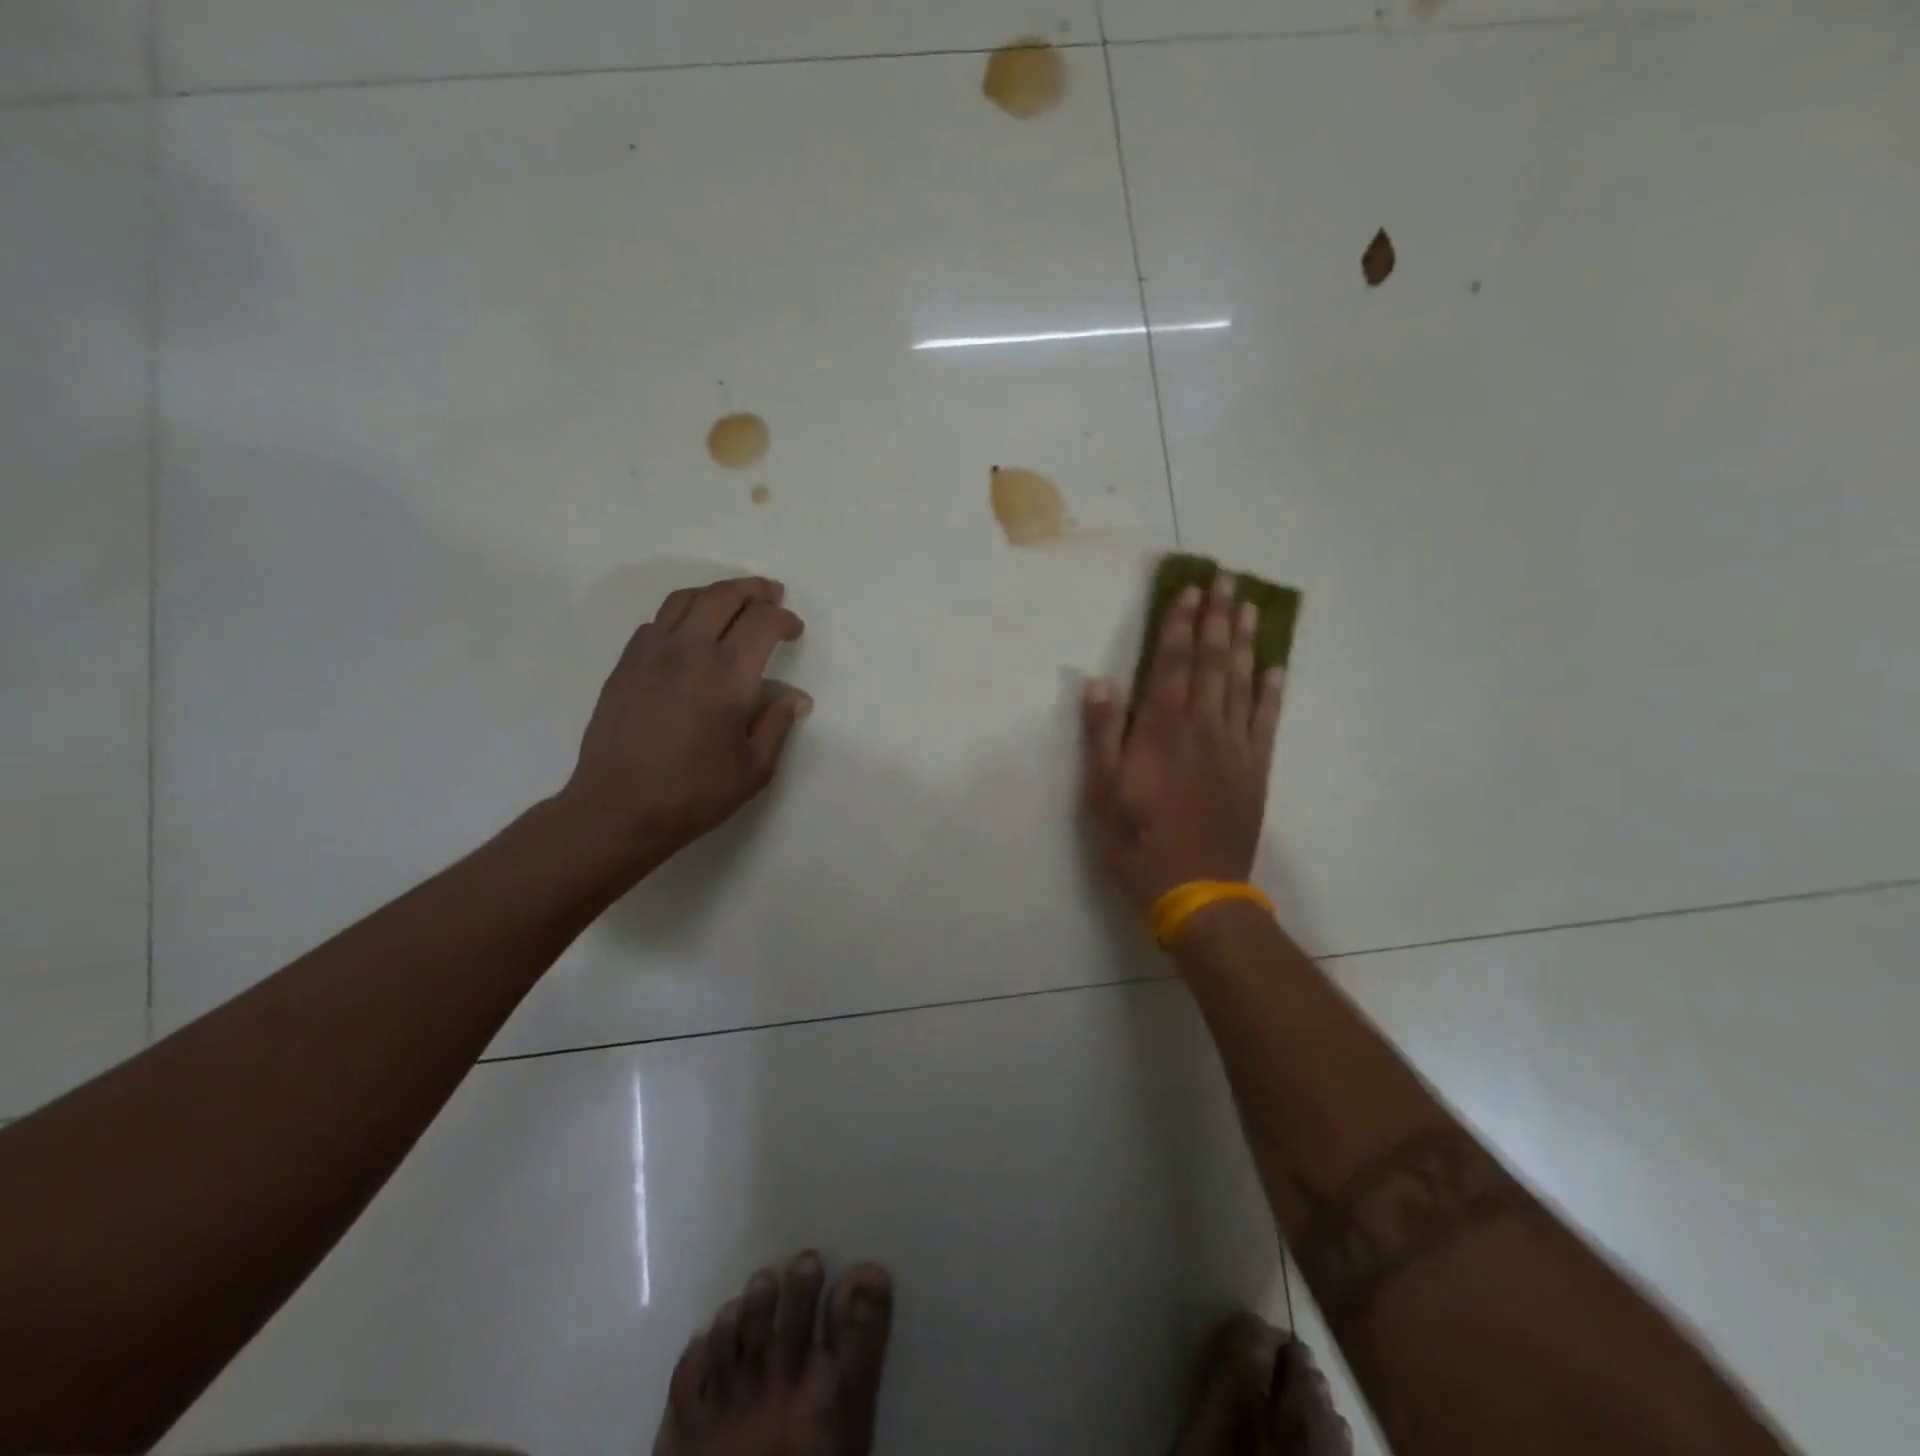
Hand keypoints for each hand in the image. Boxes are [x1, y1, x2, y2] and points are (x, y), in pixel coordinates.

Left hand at [558, 576, 809, 874]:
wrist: (618, 809)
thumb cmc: (695, 793)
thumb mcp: (755, 768)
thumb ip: (778, 724)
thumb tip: (796, 697)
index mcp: (727, 674)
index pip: (762, 622)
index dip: (784, 619)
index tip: (794, 630)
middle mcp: (689, 651)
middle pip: (724, 596)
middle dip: (754, 590)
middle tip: (772, 595)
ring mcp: (650, 654)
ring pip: (685, 599)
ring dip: (716, 593)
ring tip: (732, 602)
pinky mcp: (625, 665)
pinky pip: (656, 622)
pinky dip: (681, 615)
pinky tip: (689, 633)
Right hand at [1080, 572, 1284, 909]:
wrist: (1197, 889)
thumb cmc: (1138, 841)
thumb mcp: (1102, 792)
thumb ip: (1102, 735)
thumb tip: (1101, 681)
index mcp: (1162, 730)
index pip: (1172, 663)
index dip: (1180, 624)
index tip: (1190, 590)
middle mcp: (1202, 727)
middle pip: (1211, 662)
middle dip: (1217, 618)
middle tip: (1227, 579)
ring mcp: (1235, 747)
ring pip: (1241, 682)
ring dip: (1244, 641)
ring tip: (1249, 606)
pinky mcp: (1256, 769)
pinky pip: (1267, 721)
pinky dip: (1272, 692)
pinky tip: (1276, 667)